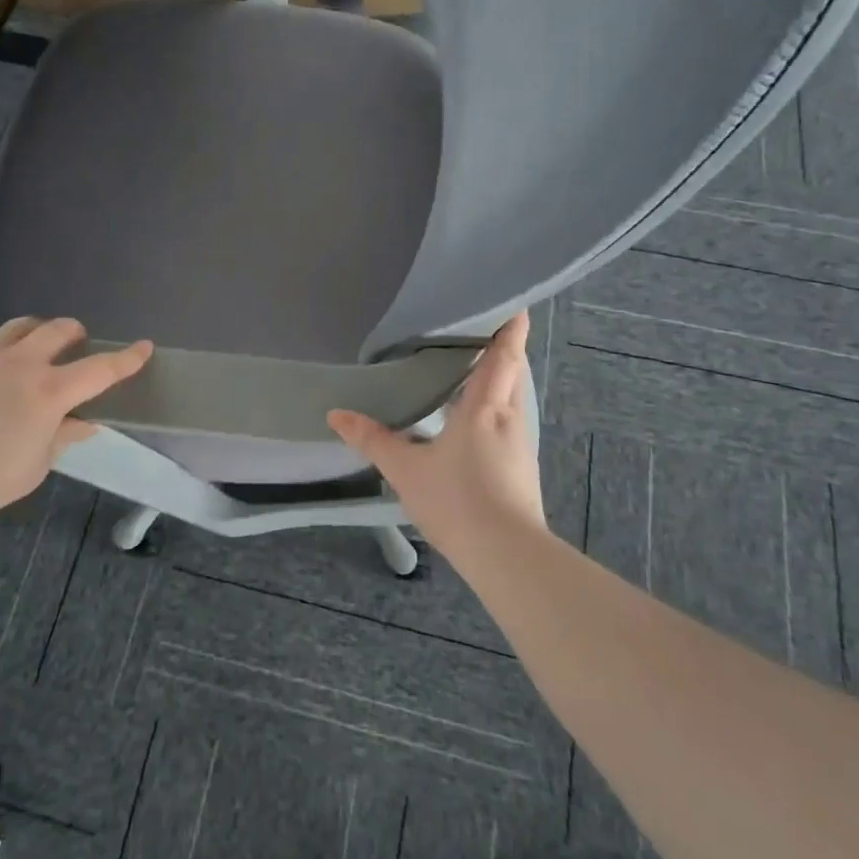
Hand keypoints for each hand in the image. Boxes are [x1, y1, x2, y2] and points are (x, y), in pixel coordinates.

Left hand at [0, 317, 152, 520]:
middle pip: (56, 331)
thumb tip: (85, 424)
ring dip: (31, 329)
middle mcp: (21, 365)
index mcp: (51, 391)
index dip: (127, 358)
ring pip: (14, 327)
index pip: (100, 370)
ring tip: (33, 340)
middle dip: (73, 331)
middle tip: (77, 340)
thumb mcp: (37, 466)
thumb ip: (62, 438)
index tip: (145, 347)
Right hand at [327, 312, 546, 562]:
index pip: (504, 355)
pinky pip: (509, 425)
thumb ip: (373, 439)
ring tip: (470, 374)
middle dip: (503, 351)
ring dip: (498, 382)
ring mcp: (520, 445)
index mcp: (485, 407)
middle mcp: (510, 418)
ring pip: (512, 400)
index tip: (514, 302)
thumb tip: (336, 414)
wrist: (507, 556)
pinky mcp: (522, 469)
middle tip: (477, 333)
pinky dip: (495, 411)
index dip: (511, 326)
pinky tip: (472, 425)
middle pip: (513, 373)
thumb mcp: (406, 469)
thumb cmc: (457, 500)